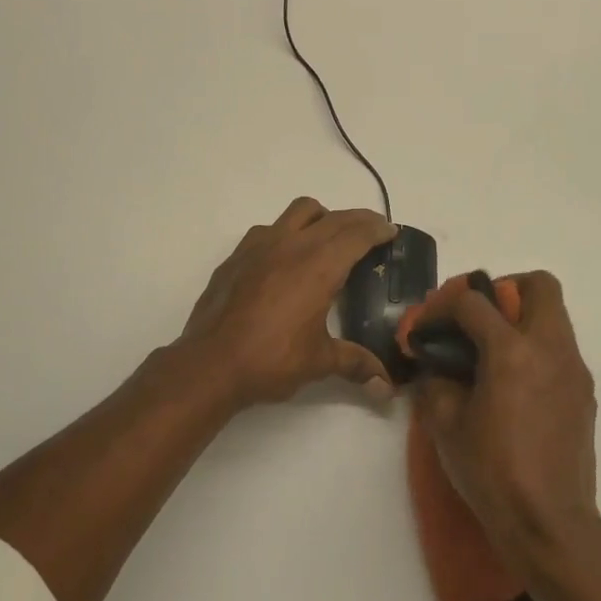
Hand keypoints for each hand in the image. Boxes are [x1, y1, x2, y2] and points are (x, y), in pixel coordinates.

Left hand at [179, 197, 397, 409]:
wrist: (210, 363)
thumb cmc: (271, 360)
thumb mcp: (319, 362)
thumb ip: (356, 364)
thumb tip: (387, 389)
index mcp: (318, 266)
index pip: (356, 234)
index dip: (377, 229)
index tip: (390, 231)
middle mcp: (291, 245)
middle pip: (333, 218)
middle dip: (357, 220)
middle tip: (372, 231)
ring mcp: (259, 246)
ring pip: (298, 212)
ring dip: (321, 217)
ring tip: (329, 237)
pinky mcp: (236, 256)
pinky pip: (268, 229)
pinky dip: (286, 232)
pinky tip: (285, 258)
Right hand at [411, 271, 599, 563]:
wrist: (549, 522)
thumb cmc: (491, 470)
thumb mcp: (445, 423)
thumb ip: (436, 380)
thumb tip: (434, 363)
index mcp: (512, 351)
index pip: (474, 302)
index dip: (443, 306)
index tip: (427, 327)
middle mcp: (550, 349)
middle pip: (538, 285)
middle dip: (504, 289)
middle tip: (477, 318)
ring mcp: (574, 370)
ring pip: (554, 316)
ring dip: (521, 319)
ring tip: (490, 353)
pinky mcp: (584, 393)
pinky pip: (559, 349)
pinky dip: (534, 349)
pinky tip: (512, 385)